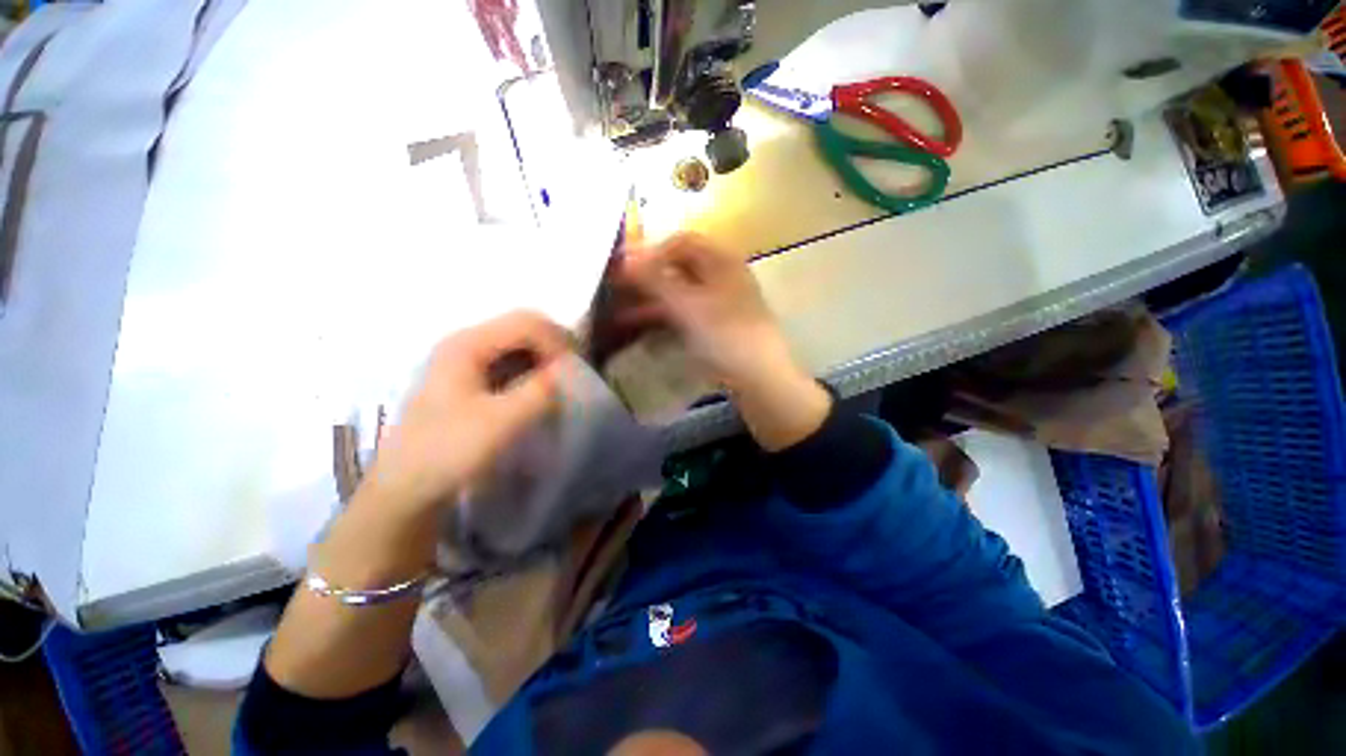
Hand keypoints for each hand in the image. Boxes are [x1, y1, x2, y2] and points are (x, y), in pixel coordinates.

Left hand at [366, 310, 569, 513]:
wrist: (406, 487)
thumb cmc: (449, 451)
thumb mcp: (502, 421)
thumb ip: (540, 391)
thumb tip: (565, 372)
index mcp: (467, 344)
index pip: (526, 323)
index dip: (556, 342)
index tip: (572, 373)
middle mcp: (465, 343)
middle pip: (523, 326)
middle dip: (554, 346)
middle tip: (573, 373)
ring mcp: (465, 360)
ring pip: (519, 344)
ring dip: (545, 358)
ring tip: (562, 382)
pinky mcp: (469, 379)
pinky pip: (511, 361)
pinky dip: (533, 370)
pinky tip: (540, 390)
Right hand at [619, 233, 791, 390]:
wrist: (760, 380)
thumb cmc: (725, 336)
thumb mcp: (688, 305)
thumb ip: (654, 280)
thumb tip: (624, 259)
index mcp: (721, 262)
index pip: (680, 242)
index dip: (650, 251)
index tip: (622, 267)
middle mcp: (722, 277)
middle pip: (678, 269)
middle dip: (645, 279)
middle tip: (614, 291)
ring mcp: (720, 304)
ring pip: (679, 295)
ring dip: (650, 301)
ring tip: (617, 314)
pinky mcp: (717, 328)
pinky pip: (684, 315)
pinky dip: (663, 318)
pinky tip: (641, 329)